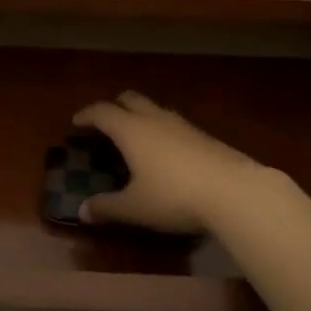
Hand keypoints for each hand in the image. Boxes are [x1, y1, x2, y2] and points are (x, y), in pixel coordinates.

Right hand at [70, 91, 271, 235]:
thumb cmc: (174, 196)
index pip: (102, 112)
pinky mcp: (203, 135)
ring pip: (154, 108)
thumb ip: (107, 207)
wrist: (234, 191)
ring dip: (140, 116)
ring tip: (135, 137)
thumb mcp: (135, 207)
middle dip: (114, 106)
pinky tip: (165, 153)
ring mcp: (182, 124)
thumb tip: (82, 212)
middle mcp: (154, 119)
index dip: (86, 115)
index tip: (76, 122)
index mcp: (131, 130)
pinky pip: (173, 123)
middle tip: (105, 123)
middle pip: (130, 99)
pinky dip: (161, 129)